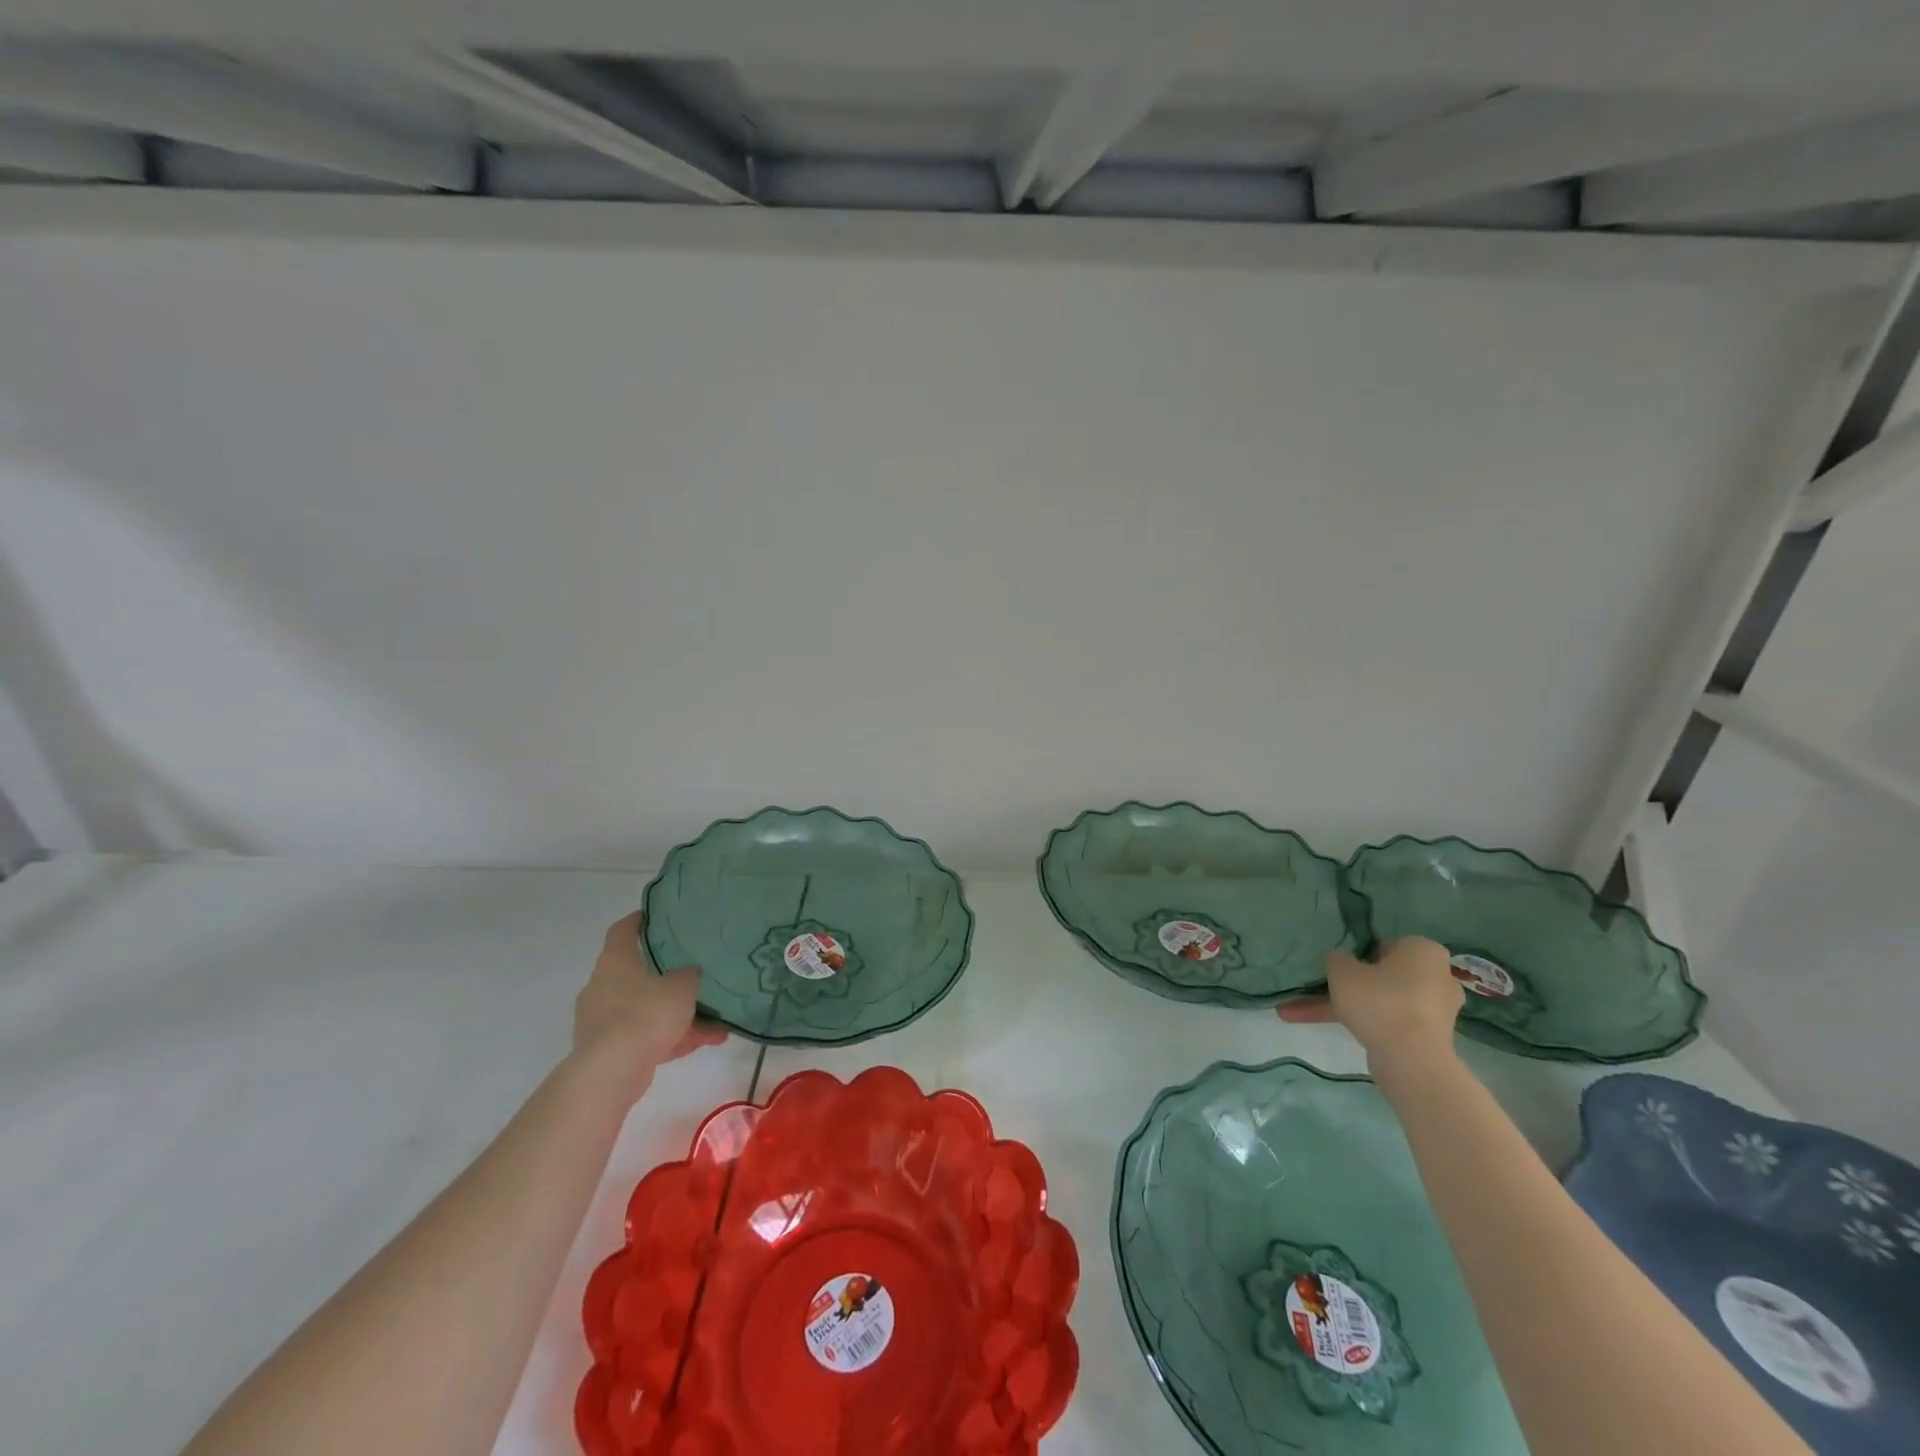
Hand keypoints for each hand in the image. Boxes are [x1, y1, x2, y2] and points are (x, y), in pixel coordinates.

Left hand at [573, 912, 725, 1095]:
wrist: (612, 1071)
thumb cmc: (646, 1013)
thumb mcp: (682, 986)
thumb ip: (689, 974)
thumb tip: (688, 973)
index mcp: (615, 962)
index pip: (622, 931)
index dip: (637, 921)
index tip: (653, 916)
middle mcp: (602, 986)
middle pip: (636, 974)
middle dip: (667, 979)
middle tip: (692, 976)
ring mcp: (601, 1021)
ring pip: (646, 1010)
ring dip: (677, 1016)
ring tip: (714, 1024)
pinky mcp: (607, 1051)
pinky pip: (645, 1036)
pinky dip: (670, 1038)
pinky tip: (703, 1043)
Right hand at [1277, 937, 1463, 1077]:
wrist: (1411, 1060)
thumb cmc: (1379, 1000)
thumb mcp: (1341, 969)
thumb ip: (1337, 959)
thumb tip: (1341, 961)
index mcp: (1423, 950)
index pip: (1386, 944)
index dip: (1359, 953)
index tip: (1339, 965)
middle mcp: (1437, 976)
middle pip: (1386, 975)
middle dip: (1353, 984)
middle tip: (1324, 987)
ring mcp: (1435, 1010)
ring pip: (1383, 1001)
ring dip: (1349, 1007)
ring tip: (1305, 1013)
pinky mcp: (1430, 1038)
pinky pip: (1390, 1022)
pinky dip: (1364, 1025)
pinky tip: (1333, 1029)